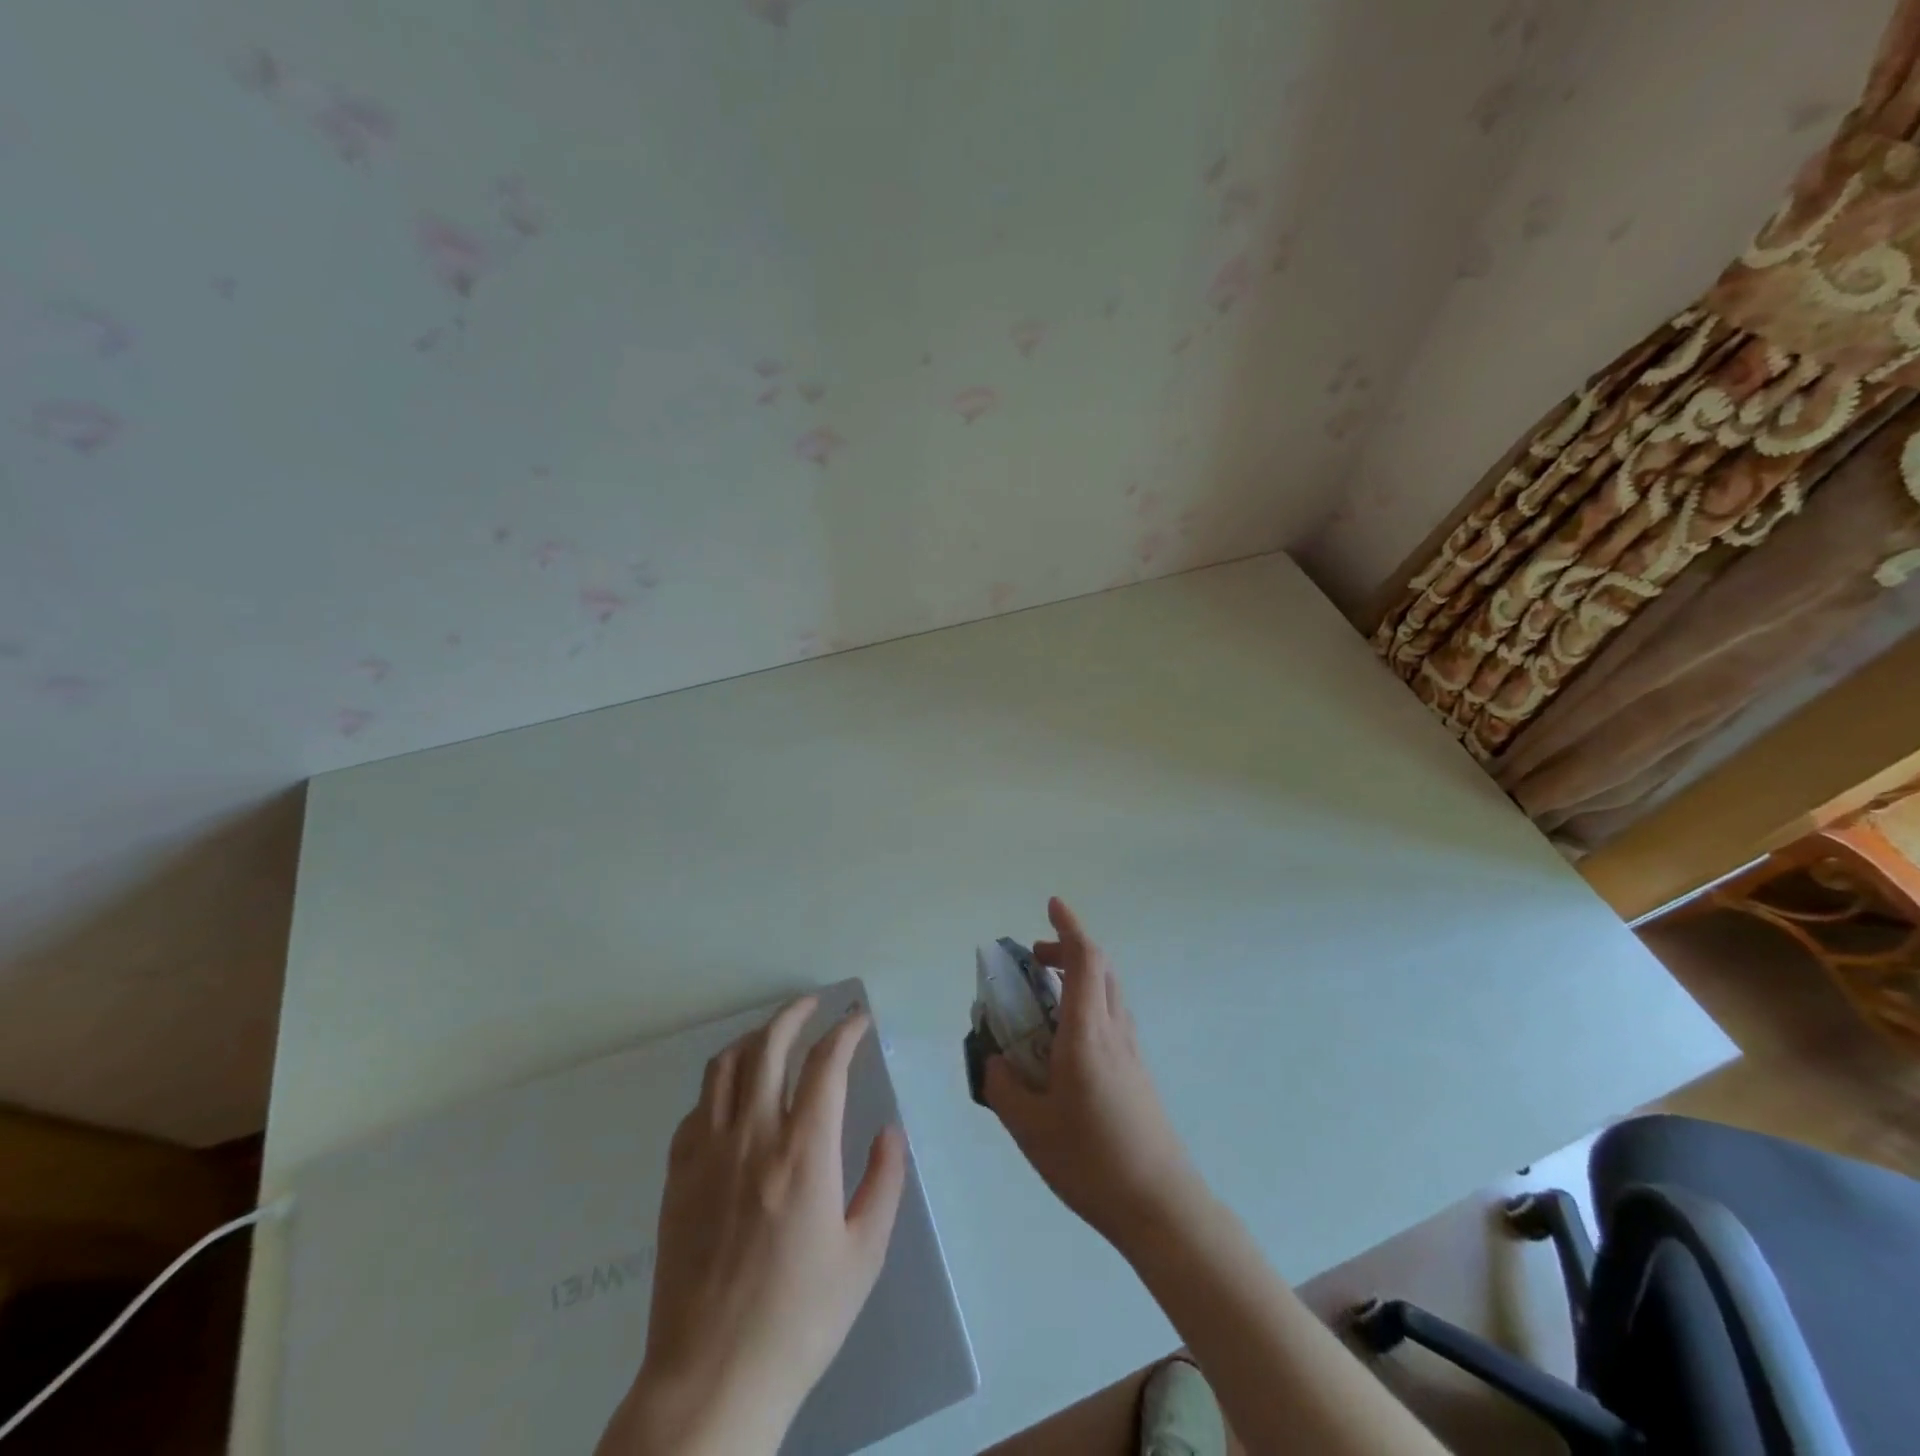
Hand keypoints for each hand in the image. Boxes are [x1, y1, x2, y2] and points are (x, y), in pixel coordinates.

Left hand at [598, 997, 906, 1455]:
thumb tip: (888, 1130)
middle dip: (795, 1013)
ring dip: (754, 1038)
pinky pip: (698, 1106)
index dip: (845, 1030)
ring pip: (725, 1066)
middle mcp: (752, 1136)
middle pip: (769, 1046)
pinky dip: (721, 1083)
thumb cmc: (799, 1320)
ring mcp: (708, 1153)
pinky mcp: (677, 1176)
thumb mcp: (863, 1255)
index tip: (859, 1019)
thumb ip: (884, 1182)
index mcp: (803, 1152)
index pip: (825, 1063)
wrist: (711, 1379)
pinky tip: (734, 1095)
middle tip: (815, 1004)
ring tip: (775, 1035)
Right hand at [986, 898, 1200, 1252]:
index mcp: (1087, 1033)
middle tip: (1035, 959)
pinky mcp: (1137, 1074)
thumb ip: (1004, 1086)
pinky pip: (1112, 1018)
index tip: (1051, 906)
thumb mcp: (1029, 1127)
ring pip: (1109, 992)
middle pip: (1101, 968)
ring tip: (1044, 997)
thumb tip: (994, 1061)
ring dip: (1080, 977)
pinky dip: (1088, 1004)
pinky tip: (1065, 1042)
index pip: (1085, 959)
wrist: (1161, 1206)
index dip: (1068, 927)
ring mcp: (1131, 1052)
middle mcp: (1114, 1031)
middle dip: (1068, 950)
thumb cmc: (1091, 1161)